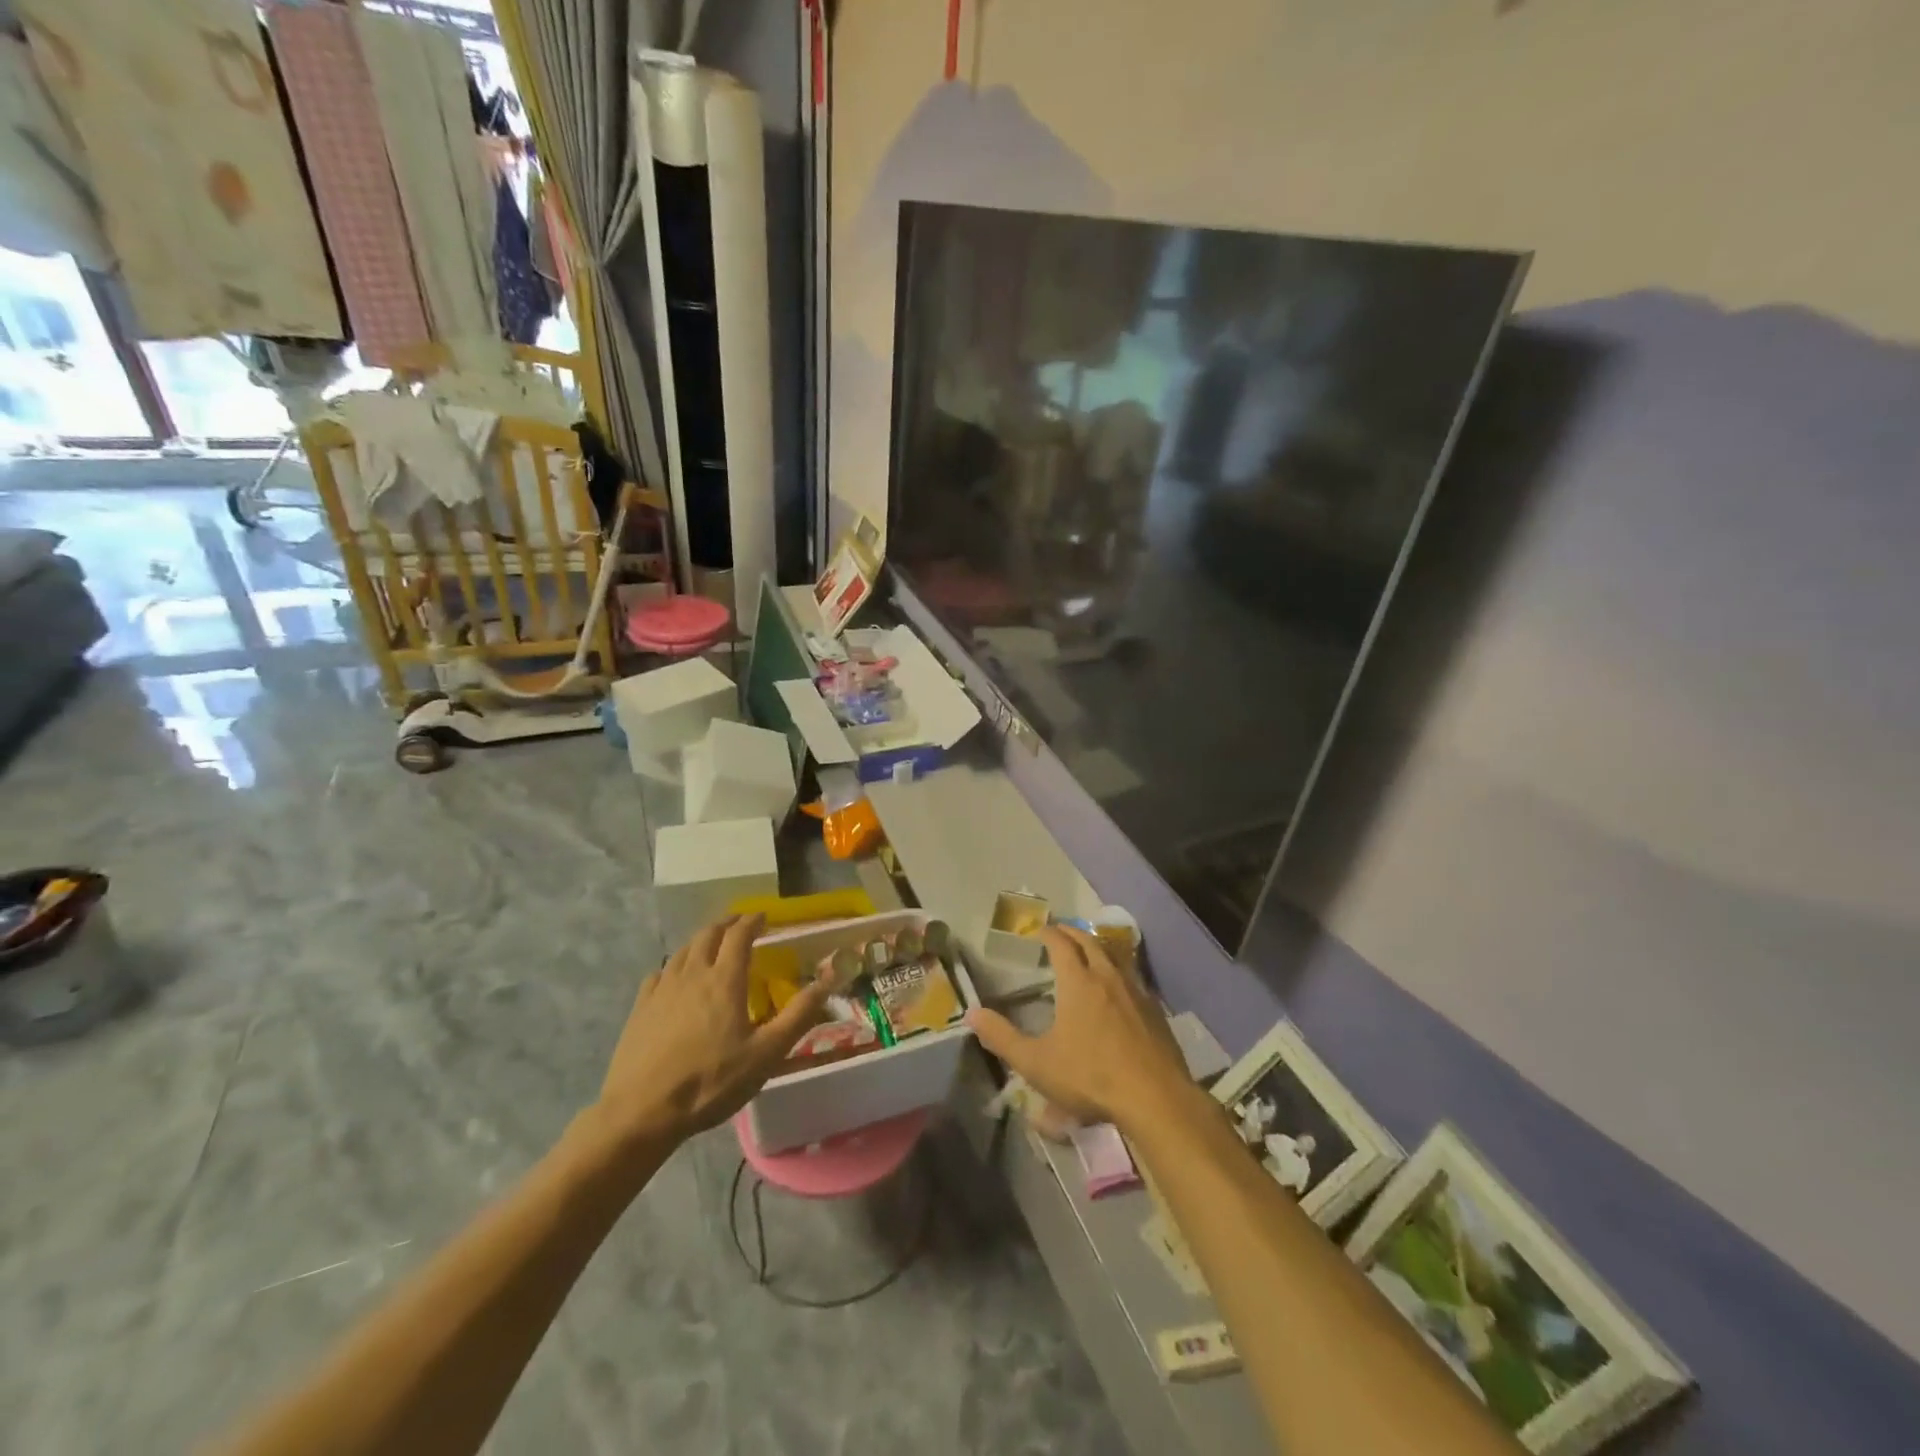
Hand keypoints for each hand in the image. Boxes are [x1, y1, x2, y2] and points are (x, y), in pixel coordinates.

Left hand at [592, 914, 834, 1149]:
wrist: (641, 1112)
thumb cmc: (711, 1081)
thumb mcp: (766, 1053)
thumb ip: (799, 1014)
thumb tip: (829, 978)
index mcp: (724, 979)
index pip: (739, 935)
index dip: (752, 921)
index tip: (764, 917)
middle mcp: (692, 973)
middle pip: (708, 934)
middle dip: (727, 924)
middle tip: (741, 925)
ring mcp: (662, 989)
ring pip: (683, 950)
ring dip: (702, 940)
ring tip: (713, 945)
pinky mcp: (640, 1007)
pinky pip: (661, 972)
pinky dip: (675, 965)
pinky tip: (676, 978)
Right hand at [967, 926, 1195, 1133]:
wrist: (1154, 1097)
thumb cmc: (1090, 1076)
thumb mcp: (1036, 1063)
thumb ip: (1002, 1038)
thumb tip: (972, 1014)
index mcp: (1078, 982)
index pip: (1061, 944)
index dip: (1048, 933)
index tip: (1038, 929)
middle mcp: (1107, 976)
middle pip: (1090, 942)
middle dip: (1072, 932)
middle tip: (1060, 931)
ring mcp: (1136, 991)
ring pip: (1115, 956)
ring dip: (1098, 947)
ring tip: (1089, 949)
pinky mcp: (1155, 1010)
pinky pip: (1133, 977)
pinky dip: (1120, 970)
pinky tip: (1119, 986)